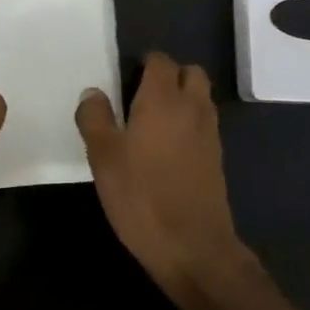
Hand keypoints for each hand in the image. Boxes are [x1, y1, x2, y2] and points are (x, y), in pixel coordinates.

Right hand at [76, 52, 248, 296]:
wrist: (194, 248)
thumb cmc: (142, 196)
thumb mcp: (104, 157)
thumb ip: (95, 118)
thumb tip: (92, 92)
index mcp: (163, 98)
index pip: (161, 61)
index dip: (144, 63)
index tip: (125, 79)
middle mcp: (192, 107)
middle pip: (190, 73)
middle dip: (170, 76)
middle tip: (142, 96)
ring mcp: (209, 133)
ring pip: (200, 98)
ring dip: (183, 99)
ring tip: (153, 122)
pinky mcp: (217, 159)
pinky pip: (204, 125)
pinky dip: (190, 124)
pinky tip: (168, 150)